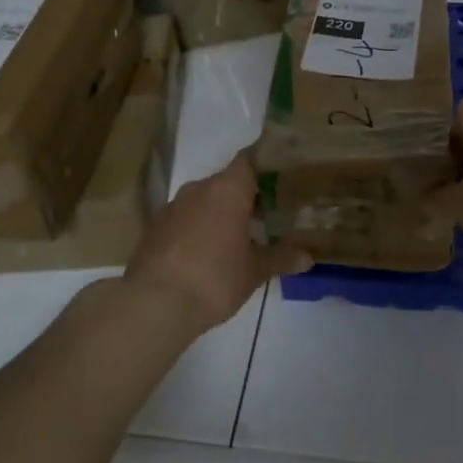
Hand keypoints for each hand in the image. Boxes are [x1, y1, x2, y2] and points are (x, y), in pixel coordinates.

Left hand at [125, 154, 310, 332]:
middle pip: (228, 182)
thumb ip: (281, 258)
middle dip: (248, 197)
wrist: (154, 304)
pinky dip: (199, 229)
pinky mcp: (154, 228)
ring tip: (241, 237)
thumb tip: (308, 257)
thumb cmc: (214, 278)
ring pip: (205, 201)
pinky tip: (209, 253)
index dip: (268, 164)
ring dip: (222, 214)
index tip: (284, 175)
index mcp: (227, 188)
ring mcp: (172, 207)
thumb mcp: (254, 270)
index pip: (251, 159)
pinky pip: (185, 219)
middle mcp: (199, 188)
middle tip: (270, 214)